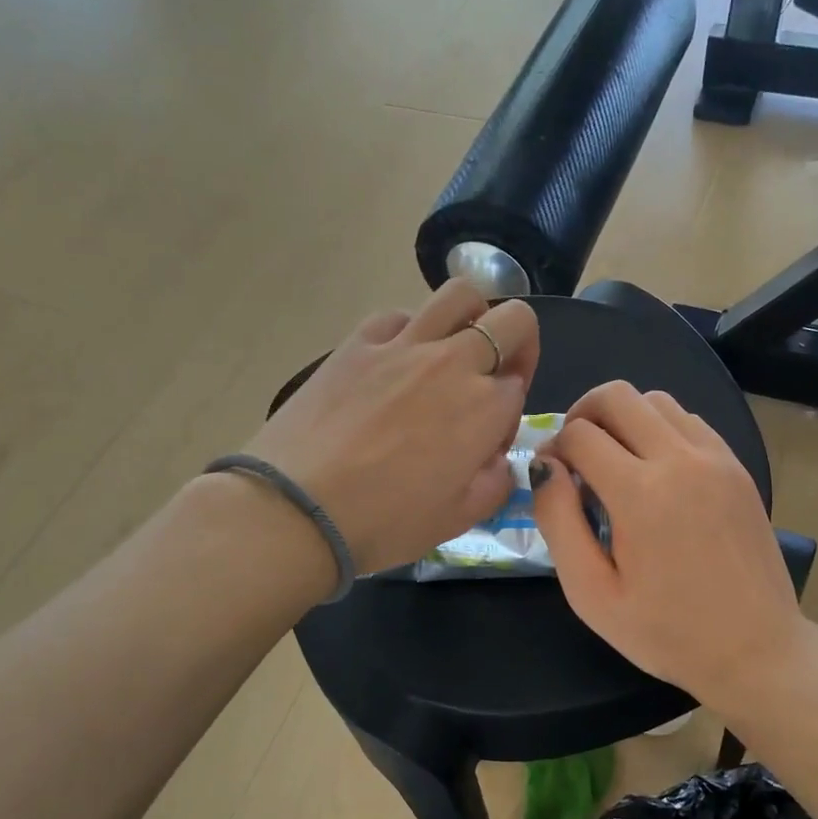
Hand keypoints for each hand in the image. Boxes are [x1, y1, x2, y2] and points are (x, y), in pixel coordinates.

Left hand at [243, 279, 539, 576]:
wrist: (297, 510)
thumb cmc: (385, 523)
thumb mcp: (459, 519)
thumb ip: (496, 482)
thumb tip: (495, 458)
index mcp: (485, 408)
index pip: (520, 387)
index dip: (510, 415)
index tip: (486, 444)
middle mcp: (454, 363)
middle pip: (512, 320)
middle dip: (518, 344)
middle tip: (494, 376)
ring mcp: (402, 345)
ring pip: (460, 295)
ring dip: (472, 317)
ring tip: (453, 351)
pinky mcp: (357, 342)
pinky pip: (398, 315)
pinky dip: (411, 330)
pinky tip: (395, 361)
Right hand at [534, 381, 808, 713]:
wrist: (756, 649)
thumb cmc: (666, 632)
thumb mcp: (592, 594)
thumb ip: (559, 522)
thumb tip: (544, 466)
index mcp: (640, 493)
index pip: (579, 434)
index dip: (552, 449)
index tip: (550, 477)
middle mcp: (680, 459)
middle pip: (616, 396)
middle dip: (582, 415)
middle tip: (574, 454)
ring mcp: (716, 458)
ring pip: (655, 400)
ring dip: (623, 418)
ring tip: (614, 459)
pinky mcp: (737, 466)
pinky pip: (689, 420)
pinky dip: (661, 428)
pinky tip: (655, 469)